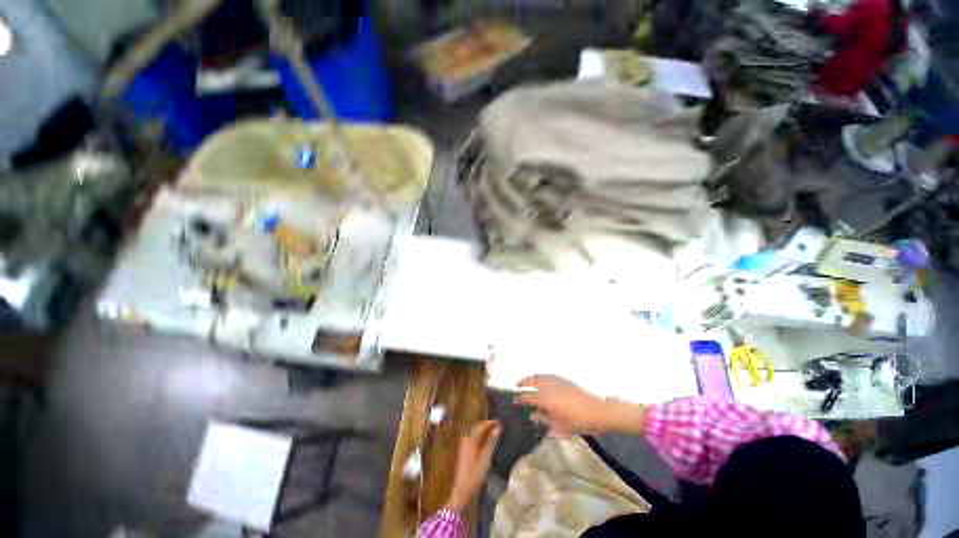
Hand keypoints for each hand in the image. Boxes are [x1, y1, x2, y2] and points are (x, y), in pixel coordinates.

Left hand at [446, 420, 501, 511]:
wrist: (462, 489)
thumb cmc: (475, 474)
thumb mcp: (485, 458)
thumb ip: (491, 441)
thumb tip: (498, 428)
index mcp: (470, 439)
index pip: (481, 426)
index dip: (491, 423)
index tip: (500, 422)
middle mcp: (466, 439)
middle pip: (477, 427)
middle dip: (487, 425)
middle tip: (498, 425)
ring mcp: (464, 444)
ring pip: (475, 432)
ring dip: (484, 430)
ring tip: (494, 431)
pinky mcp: (464, 450)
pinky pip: (473, 437)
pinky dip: (480, 436)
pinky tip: (486, 440)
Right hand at [515, 375, 647, 435]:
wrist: (599, 412)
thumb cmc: (580, 423)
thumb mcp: (562, 428)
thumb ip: (545, 421)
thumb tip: (533, 416)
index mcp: (549, 402)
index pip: (530, 397)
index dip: (521, 398)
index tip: (514, 399)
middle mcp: (551, 389)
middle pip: (532, 382)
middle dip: (523, 383)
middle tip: (517, 386)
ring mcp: (558, 382)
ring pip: (540, 376)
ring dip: (531, 378)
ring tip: (525, 380)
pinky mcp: (565, 380)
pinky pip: (549, 375)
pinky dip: (541, 376)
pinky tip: (540, 378)